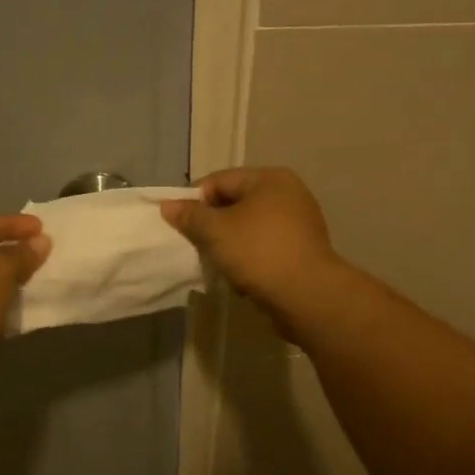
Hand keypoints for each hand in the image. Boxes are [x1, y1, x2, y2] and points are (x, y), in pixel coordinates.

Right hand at [161, 167, 342, 317]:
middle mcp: (289, 194)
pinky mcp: (302, 251)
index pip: (219, 180)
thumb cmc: (258, 252)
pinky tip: (240, 278)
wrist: (307, 296)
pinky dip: (249, 259)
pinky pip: (265, 247)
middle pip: (235, 203)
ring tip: (218, 265)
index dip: (194, 200)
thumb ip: (190, 216)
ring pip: (249, 228)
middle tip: (196, 246)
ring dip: (229, 245)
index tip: (179, 225)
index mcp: (270, 179)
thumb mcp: (215, 231)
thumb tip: (168, 205)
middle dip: (212, 225)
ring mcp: (299, 223)